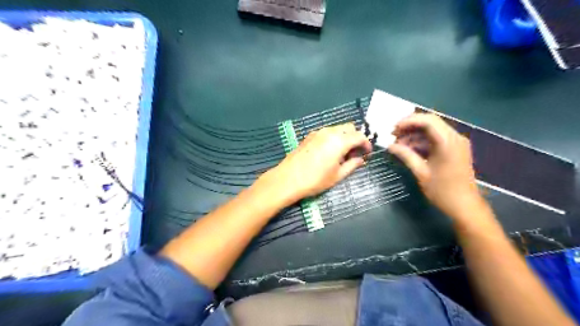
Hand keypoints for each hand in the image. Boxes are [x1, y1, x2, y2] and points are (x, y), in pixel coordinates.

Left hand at [262, 124, 370, 204]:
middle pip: (349, 128)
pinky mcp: (309, 136)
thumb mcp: (337, 175)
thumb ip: (352, 165)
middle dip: (355, 138)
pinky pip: (326, 133)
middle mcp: (329, 132)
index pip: (359, 136)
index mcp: (339, 141)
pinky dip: (333, 138)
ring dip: (344, 137)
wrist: (288, 179)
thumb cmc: (315, 180)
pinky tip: (328, 152)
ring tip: (341, 154)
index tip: (367, 153)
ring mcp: (317, 132)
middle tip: (354, 153)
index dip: (366, 144)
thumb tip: (360, 159)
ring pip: (337, 129)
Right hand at [387, 114, 482, 219]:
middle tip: (394, 135)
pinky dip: (422, 141)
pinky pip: (436, 138)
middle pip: (430, 122)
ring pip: (432, 130)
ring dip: (415, 134)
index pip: (427, 120)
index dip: (408, 121)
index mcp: (448, 142)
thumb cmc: (442, 190)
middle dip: (410, 126)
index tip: (393, 129)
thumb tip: (390, 146)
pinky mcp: (455, 149)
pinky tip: (409, 149)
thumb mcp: (421, 172)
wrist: (464, 206)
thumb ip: (405, 155)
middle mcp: (454, 137)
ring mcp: (456, 143)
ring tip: (398, 144)